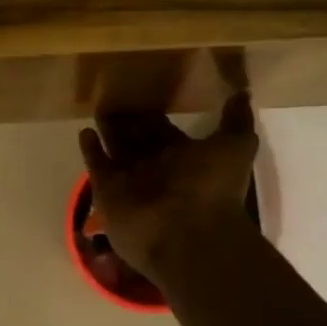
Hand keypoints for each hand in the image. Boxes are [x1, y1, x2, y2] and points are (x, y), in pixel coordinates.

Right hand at [78, 93, 258, 284]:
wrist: (187, 236)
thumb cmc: (211, 188)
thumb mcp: (235, 147)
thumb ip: (236, 121)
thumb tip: (242, 93)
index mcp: (184, 156)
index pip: (164, 129)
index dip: (154, 113)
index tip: (143, 89)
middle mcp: (156, 167)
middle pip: (137, 138)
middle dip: (127, 120)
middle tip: (113, 93)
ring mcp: (131, 181)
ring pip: (116, 149)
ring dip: (108, 130)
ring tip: (98, 105)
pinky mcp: (109, 192)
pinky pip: (97, 167)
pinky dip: (90, 151)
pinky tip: (84, 131)